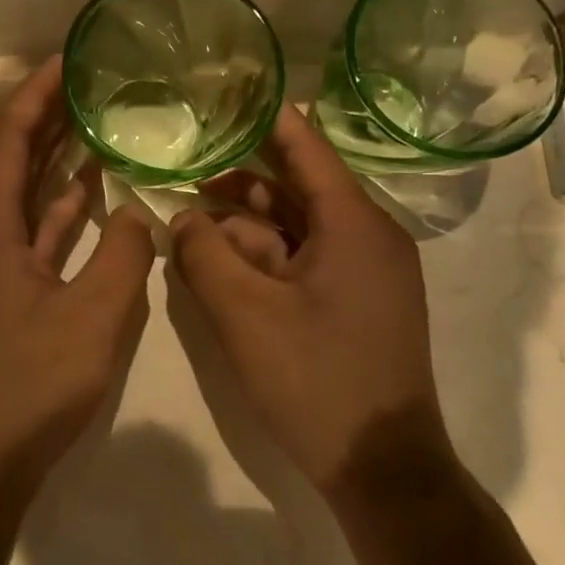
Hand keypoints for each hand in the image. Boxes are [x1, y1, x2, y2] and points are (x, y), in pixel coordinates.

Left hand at [0, 57, 155, 564]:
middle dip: (47, 118)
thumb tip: (134, 213)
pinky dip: (56, 212)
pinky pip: (26, 235)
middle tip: (91, 84)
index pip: (6, 137)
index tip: (69, 60)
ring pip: (19, 197)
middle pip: (9, 160)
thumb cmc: (28, 389)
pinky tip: (90, 197)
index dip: (36, 94)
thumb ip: (122, 254)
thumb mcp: (93, 318)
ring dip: (53, 161)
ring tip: (97, 126)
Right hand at [169, 107, 453, 498]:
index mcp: (354, 224)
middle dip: (238, 184)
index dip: (263, 119)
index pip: (305, 147)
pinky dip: (264, 258)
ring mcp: (367, 272)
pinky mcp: (357, 302)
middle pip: (295, 188)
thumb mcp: (244, 314)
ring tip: (190, 227)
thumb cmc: (316, 381)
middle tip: (184, 171)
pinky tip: (221, 268)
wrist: (382, 469)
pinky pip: (305, 261)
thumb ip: (204, 255)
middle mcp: (368, 236)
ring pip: (296, 228)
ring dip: (245, 227)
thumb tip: (182, 217)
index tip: (224, 95)